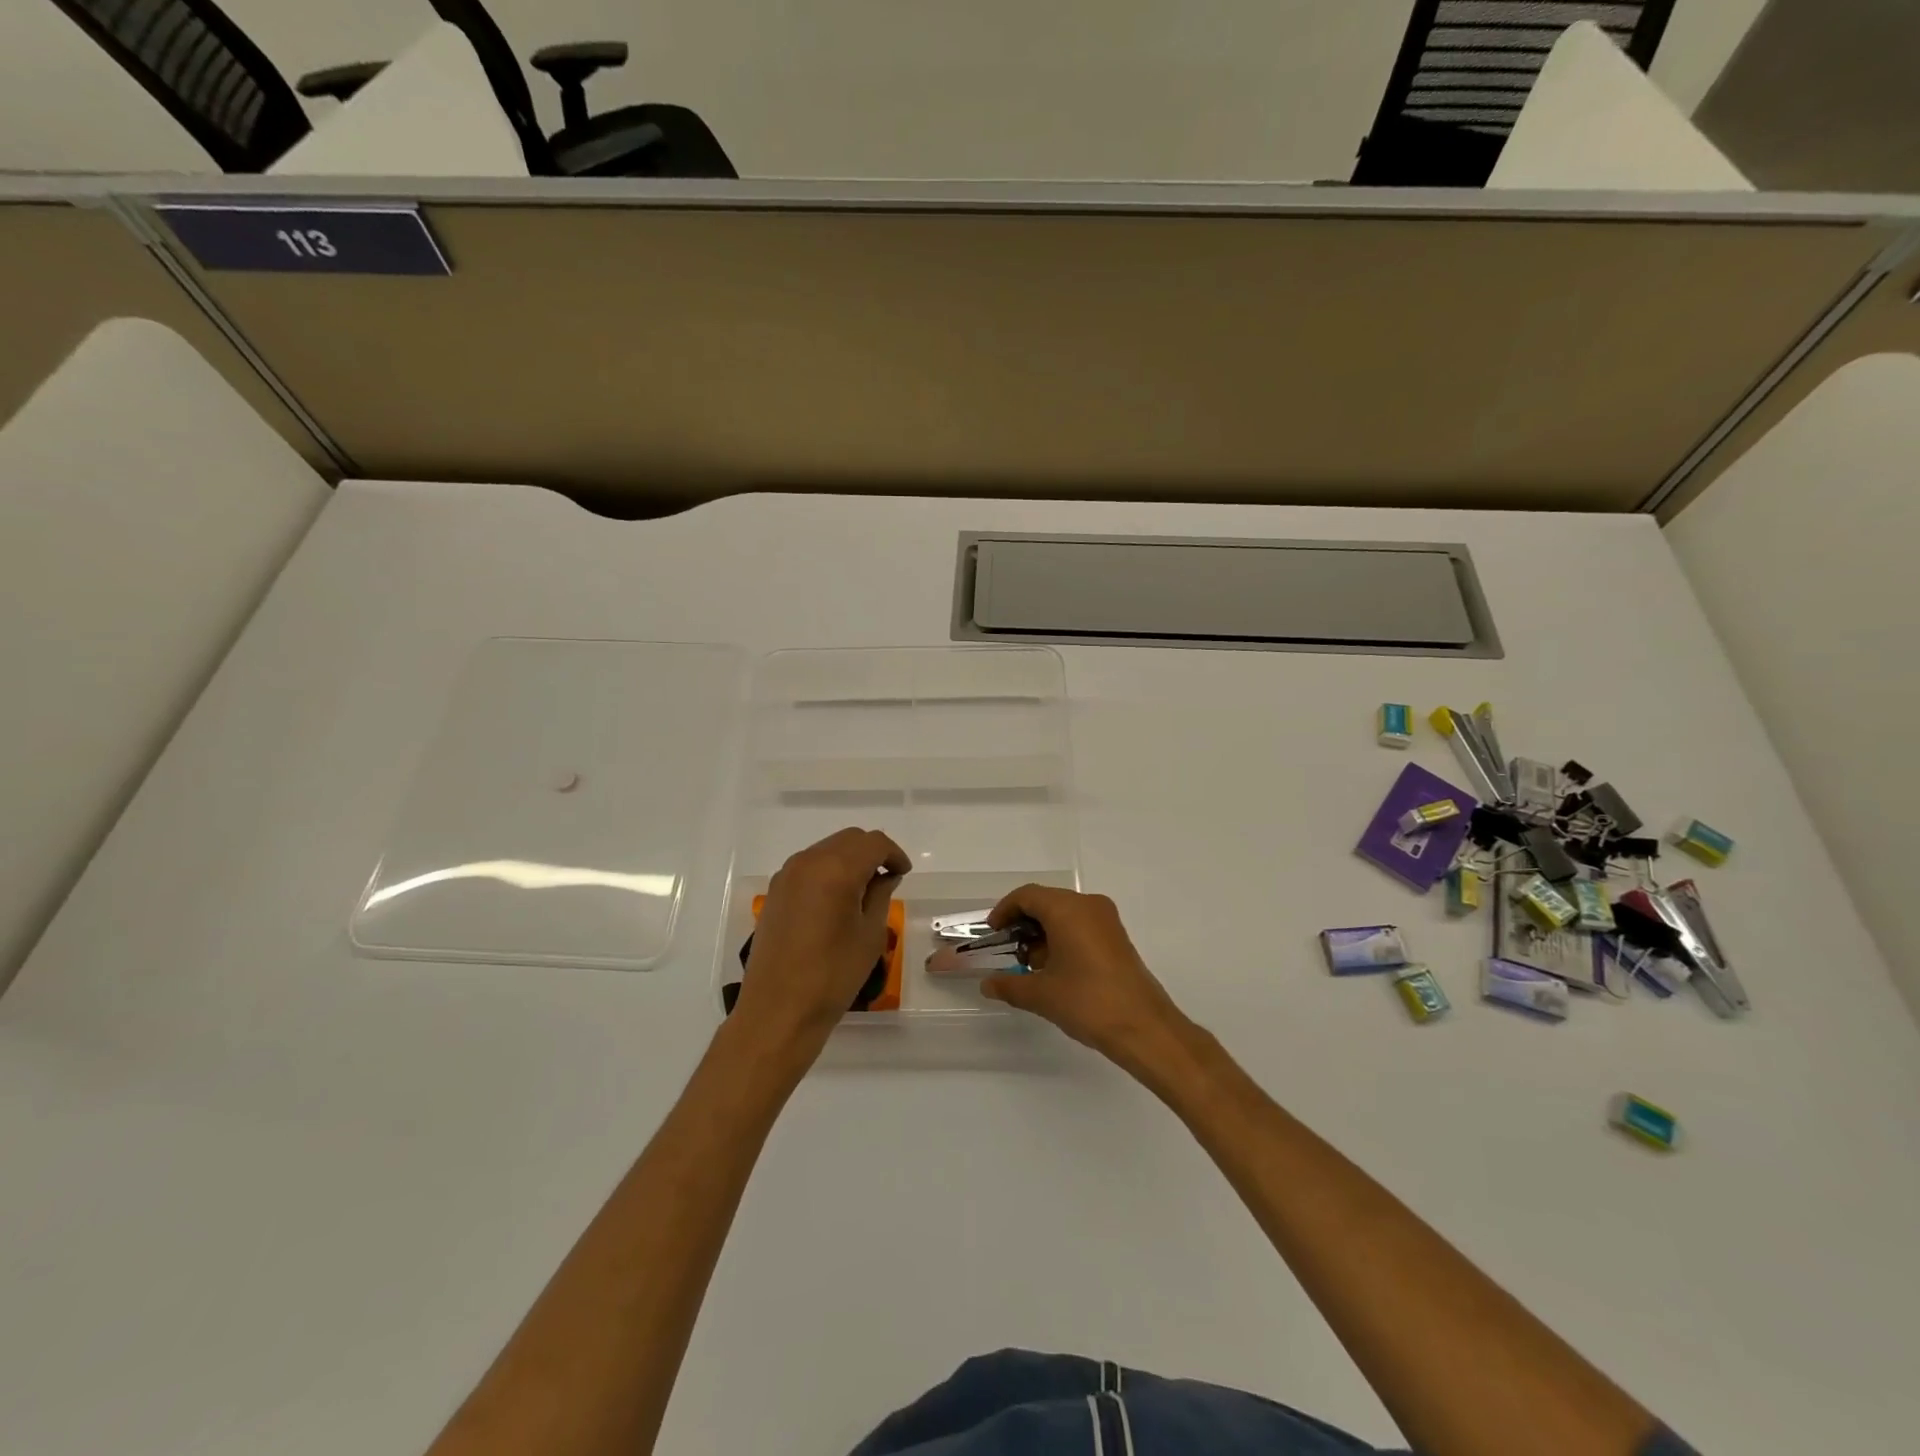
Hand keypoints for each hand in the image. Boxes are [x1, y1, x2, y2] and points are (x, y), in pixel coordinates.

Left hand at [732, 828, 910, 1060]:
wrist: (779, 1010)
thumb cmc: (833, 975)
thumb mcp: (870, 934)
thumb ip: (880, 895)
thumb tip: (884, 876)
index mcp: (836, 869)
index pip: (873, 843)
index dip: (894, 854)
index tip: (903, 874)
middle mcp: (808, 862)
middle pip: (848, 840)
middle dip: (872, 853)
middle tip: (887, 879)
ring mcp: (786, 875)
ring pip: (826, 850)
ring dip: (848, 860)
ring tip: (863, 890)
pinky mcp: (775, 892)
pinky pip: (808, 867)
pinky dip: (828, 871)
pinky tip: (837, 900)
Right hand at [979, 886, 1189, 1071]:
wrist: (1144, 1028)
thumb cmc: (1088, 1002)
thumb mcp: (1041, 994)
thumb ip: (1009, 985)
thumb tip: (987, 985)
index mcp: (1068, 909)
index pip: (1027, 896)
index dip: (1004, 911)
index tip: (992, 933)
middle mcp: (1089, 905)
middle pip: (1046, 902)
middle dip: (1022, 924)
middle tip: (1007, 950)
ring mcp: (1106, 921)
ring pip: (1065, 914)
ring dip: (1043, 933)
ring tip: (1029, 966)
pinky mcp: (1117, 938)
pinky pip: (1081, 926)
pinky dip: (1062, 939)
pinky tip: (1054, 969)